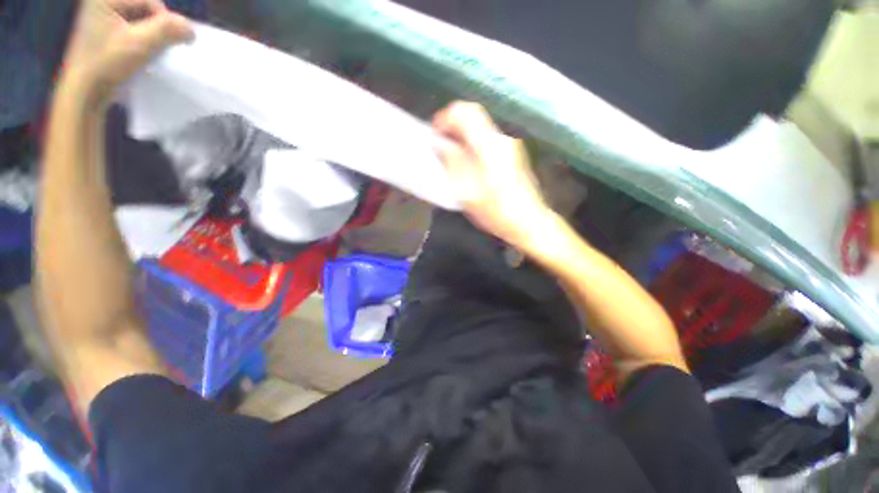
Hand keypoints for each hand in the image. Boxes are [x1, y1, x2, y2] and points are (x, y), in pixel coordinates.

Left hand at [61, 0, 192, 102]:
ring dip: (151, 37)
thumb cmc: (106, 64)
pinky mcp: (103, 34)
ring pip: (140, 22)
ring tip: (149, 53)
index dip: (163, 22)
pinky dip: (142, 42)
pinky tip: (140, 55)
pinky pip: (132, 31)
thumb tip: (191, 29)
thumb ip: (168, 30)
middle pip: (145, 10)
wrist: (83, 93)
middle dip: (156, 29)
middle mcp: (101, 3)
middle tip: (157, 48)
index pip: (150, 2)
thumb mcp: (140, 43)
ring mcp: (100, 19)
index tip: (162, 44)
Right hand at [433, 102, 550, 246]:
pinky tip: (467, 164)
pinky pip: (487, 138)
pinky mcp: (511, 153)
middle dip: (452, 126)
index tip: (435, 137)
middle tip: (440, 146)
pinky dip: (472, 143)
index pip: (465, 112)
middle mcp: (501, 138)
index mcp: (489, 145)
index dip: (445, 119)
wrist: (527, 221)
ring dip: (462, 135)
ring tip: (450, 156)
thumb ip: (452, 163)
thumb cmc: (496, 210)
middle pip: (473, 116)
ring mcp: (509, 144)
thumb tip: (440, 144)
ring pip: (479, 127)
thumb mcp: (467, 191)